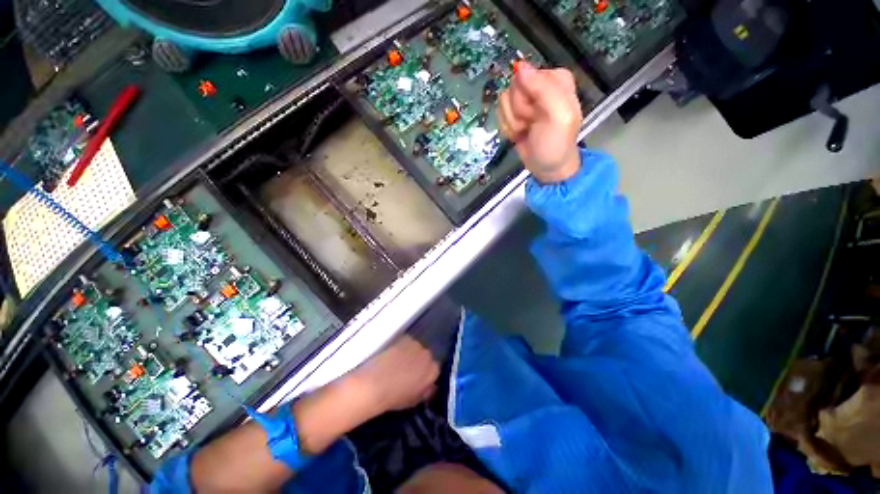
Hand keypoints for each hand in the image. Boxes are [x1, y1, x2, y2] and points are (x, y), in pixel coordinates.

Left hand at [347, 335, 439, 415]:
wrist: (373, 384)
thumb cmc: (393, 397)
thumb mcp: (413, 401)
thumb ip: (426, 392)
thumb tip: (430, 387)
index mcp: (433, 372)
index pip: (434, 370)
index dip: (425, 374)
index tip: (418, 378)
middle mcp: (428, 355)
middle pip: (426, 357)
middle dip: (419, 362)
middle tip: (407, 370)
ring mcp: (416, 344)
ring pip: (417, 348)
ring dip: (411, 353)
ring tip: (398, 362)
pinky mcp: (404, 337)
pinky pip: (407, 342)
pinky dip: (402, 347)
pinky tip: (393, 355)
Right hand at [498, 62, 582, 182]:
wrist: (547, 168)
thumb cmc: (555, 144)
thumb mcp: (558, 116)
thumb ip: (544, 89)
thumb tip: (520, 68)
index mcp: (555, 79)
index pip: (525, 76)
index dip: (527, 99)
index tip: (536, 114)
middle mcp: (538, 85)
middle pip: (513, 89)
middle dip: (518, 112)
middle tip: (531, 124)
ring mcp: (524, 101)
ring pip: (504, 102)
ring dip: (513, 122)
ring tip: (526, 130)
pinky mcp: (514, 114)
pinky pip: (500, 114)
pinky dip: (508, 128)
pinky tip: (519, 134)